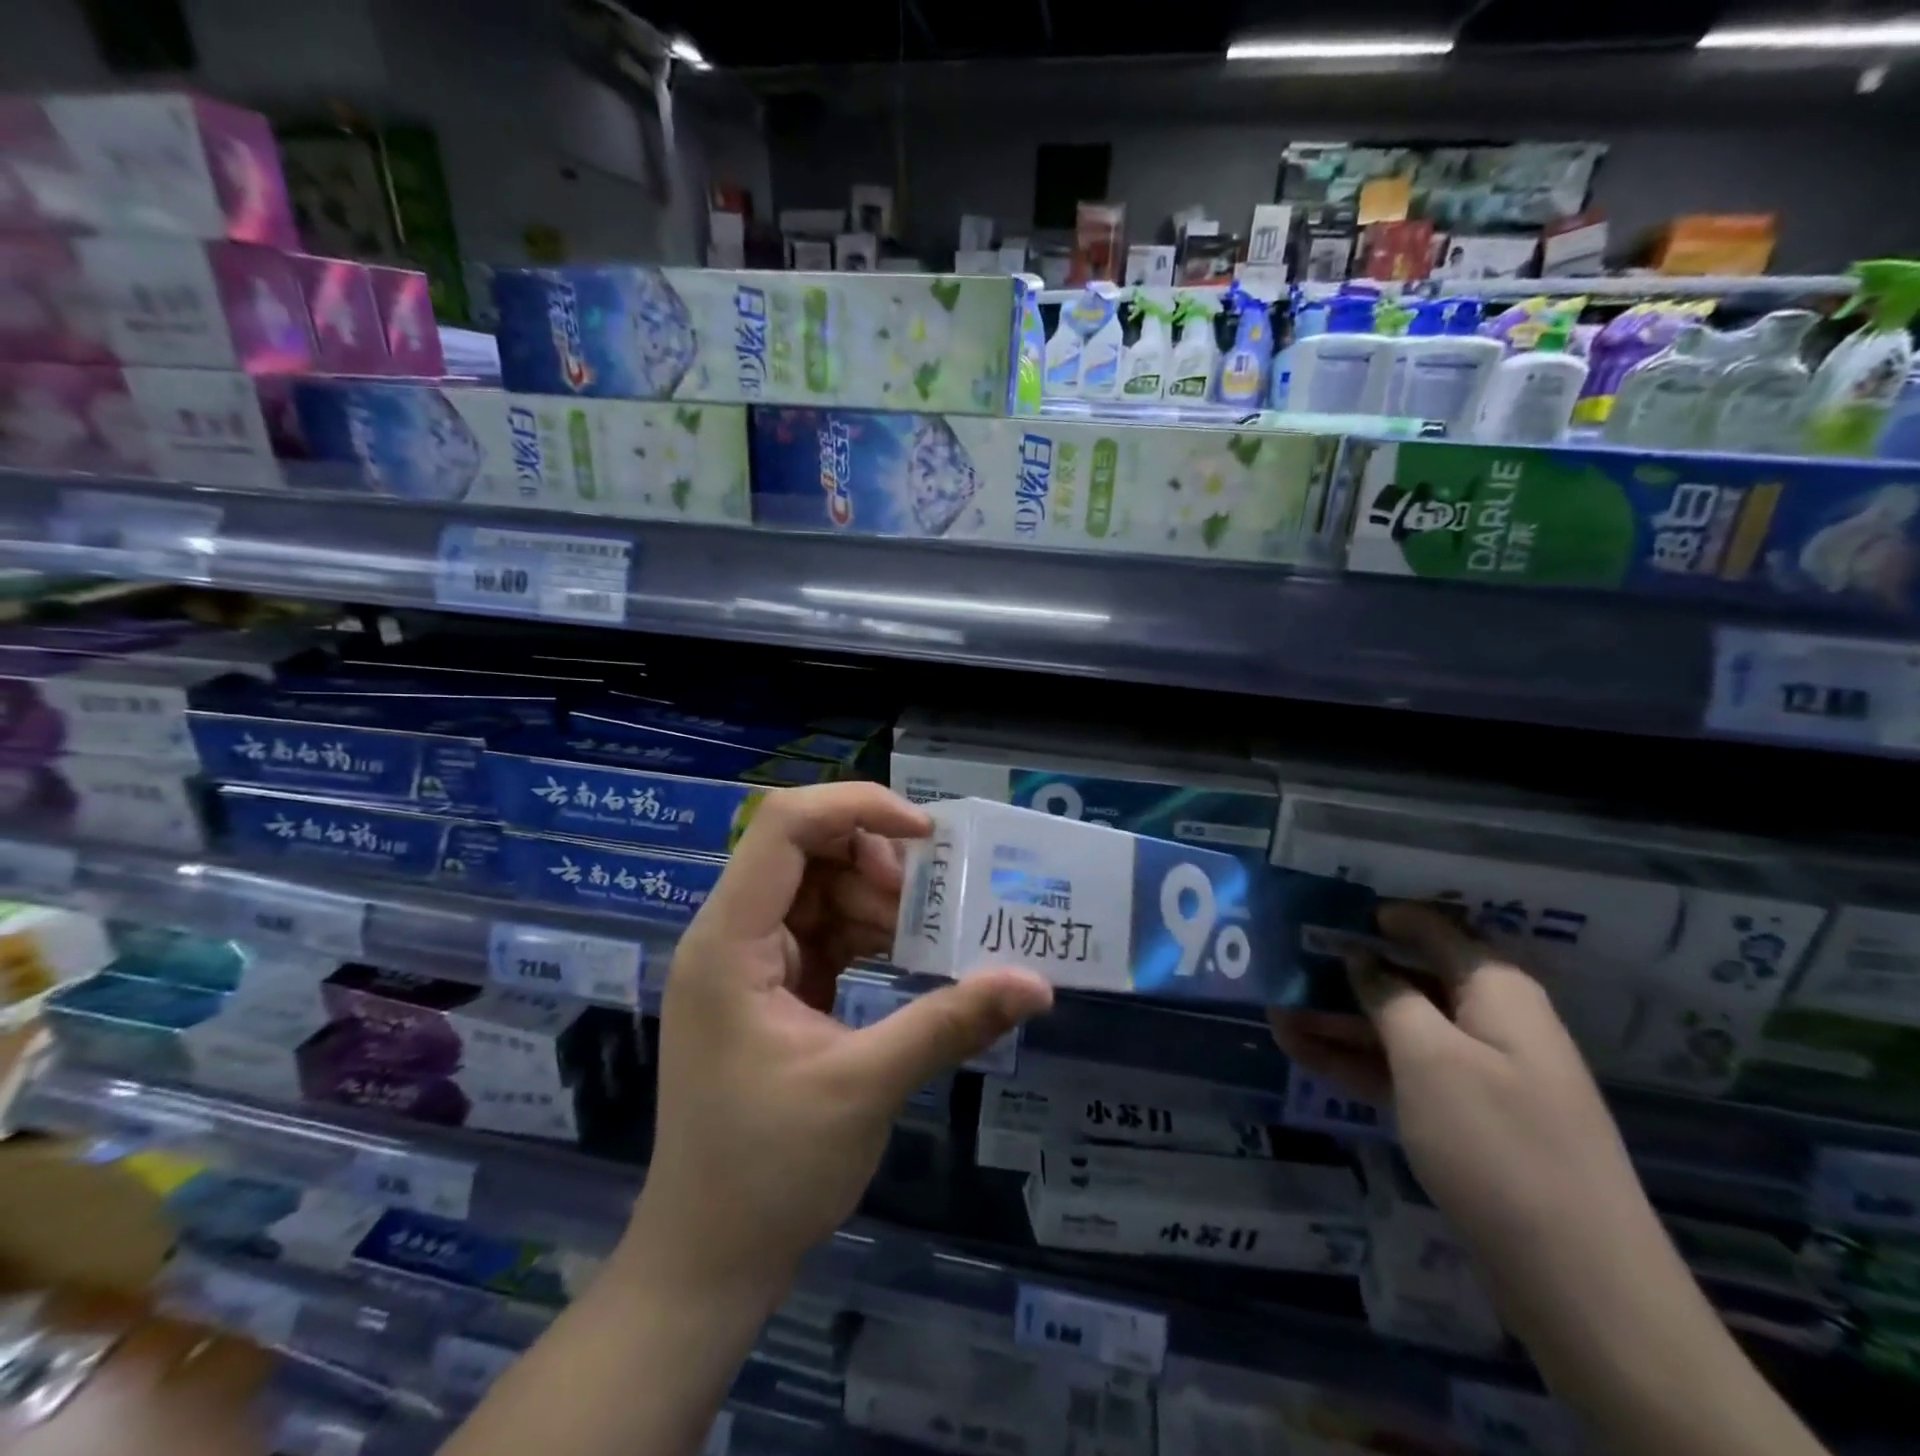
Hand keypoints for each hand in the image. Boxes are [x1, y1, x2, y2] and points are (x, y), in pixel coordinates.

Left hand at [629, 782, 1054, 1298]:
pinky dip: (866, 932)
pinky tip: (906, 957)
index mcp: (730, 941)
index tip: (927, 835)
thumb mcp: (867, 1086)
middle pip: (805, 849)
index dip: (857, 808)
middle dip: (875, 861)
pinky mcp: (769, 985)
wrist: (708, 1258)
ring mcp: (748, 961)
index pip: (784, 826)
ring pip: (819, 887)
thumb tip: (1037, 986)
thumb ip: (951, 1022)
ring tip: (926, 938)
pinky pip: (822, 929)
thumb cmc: (769, 1170)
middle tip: (933, 900)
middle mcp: (731, 934)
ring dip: (876, 900)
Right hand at [1270, 913, 1832, 1455]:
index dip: (1386, 917)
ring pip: (1399, 1031)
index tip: (1329, 909)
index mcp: (1498, 994)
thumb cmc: (1498, 1145)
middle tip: (1286, 965)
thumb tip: (1361, 959)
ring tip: (1275, 1014)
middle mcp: (1493, 1025)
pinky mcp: (1465, 1122)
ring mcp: (1479, 1076)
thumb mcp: (1431, 1057)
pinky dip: (1355, 1064)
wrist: (1579, 1284)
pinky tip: (1302, 1055)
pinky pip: (1402, 1074)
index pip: (1439, 931)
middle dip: (1348, 974)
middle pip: (1411, 981)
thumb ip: (1390, 997)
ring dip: (1339, 1022)